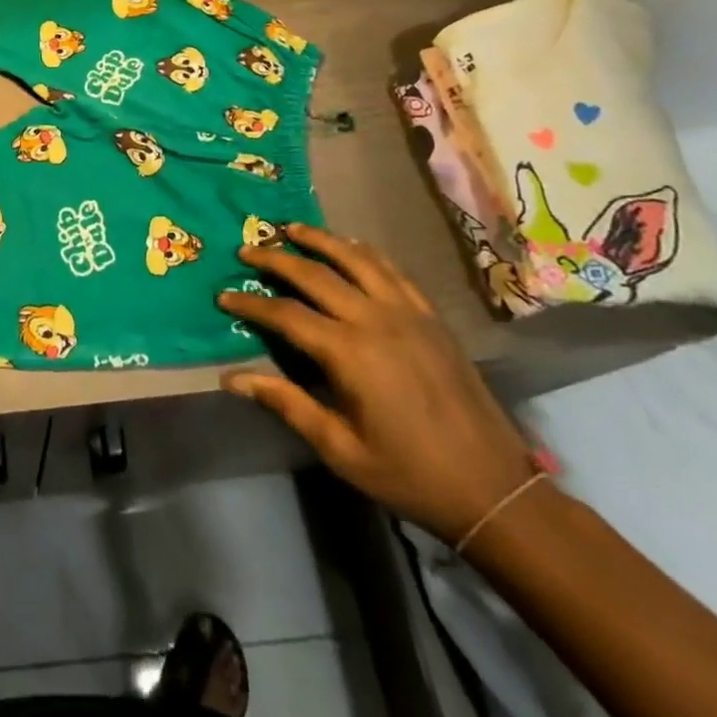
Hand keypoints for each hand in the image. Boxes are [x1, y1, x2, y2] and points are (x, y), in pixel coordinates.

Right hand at [218, 225, 534, 542]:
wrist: (493, 488)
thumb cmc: (407, 473)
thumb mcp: (340, 449)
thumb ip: (286, 403)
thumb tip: (232, 378)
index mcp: (349, 353)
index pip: (286, 314)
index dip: (251, 303)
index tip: (224, 296)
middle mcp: (375, 320)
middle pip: (316, 274)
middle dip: (276, 259)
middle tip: (247, 250)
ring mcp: (408, 313)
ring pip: (356, 259)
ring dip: (320, 240)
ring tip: (292, 229)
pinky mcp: (431, 317)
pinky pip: (392, 271)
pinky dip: (365, 252)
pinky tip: (351, 247)